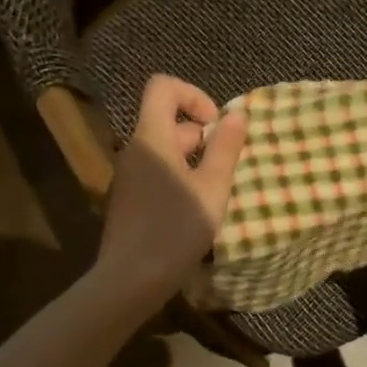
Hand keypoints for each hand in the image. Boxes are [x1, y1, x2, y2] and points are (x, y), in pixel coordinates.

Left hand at [94, 76, 247, 307]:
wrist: (130, 279)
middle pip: (168, 121)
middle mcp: (135, 149)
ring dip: (194, 161)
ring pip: (165, 150)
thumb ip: (226, 148)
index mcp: (152, 137)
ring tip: (216, 191)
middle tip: (226, 167)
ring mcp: (129, 176)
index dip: (193, 96)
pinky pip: (157, 173)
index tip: (217, 126)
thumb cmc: (176, 228)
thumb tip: (237, 114)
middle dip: (202, 136)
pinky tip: (196, 209)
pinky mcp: (129, 199)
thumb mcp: (213, 187)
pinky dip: (180, 179)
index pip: (163, 87)